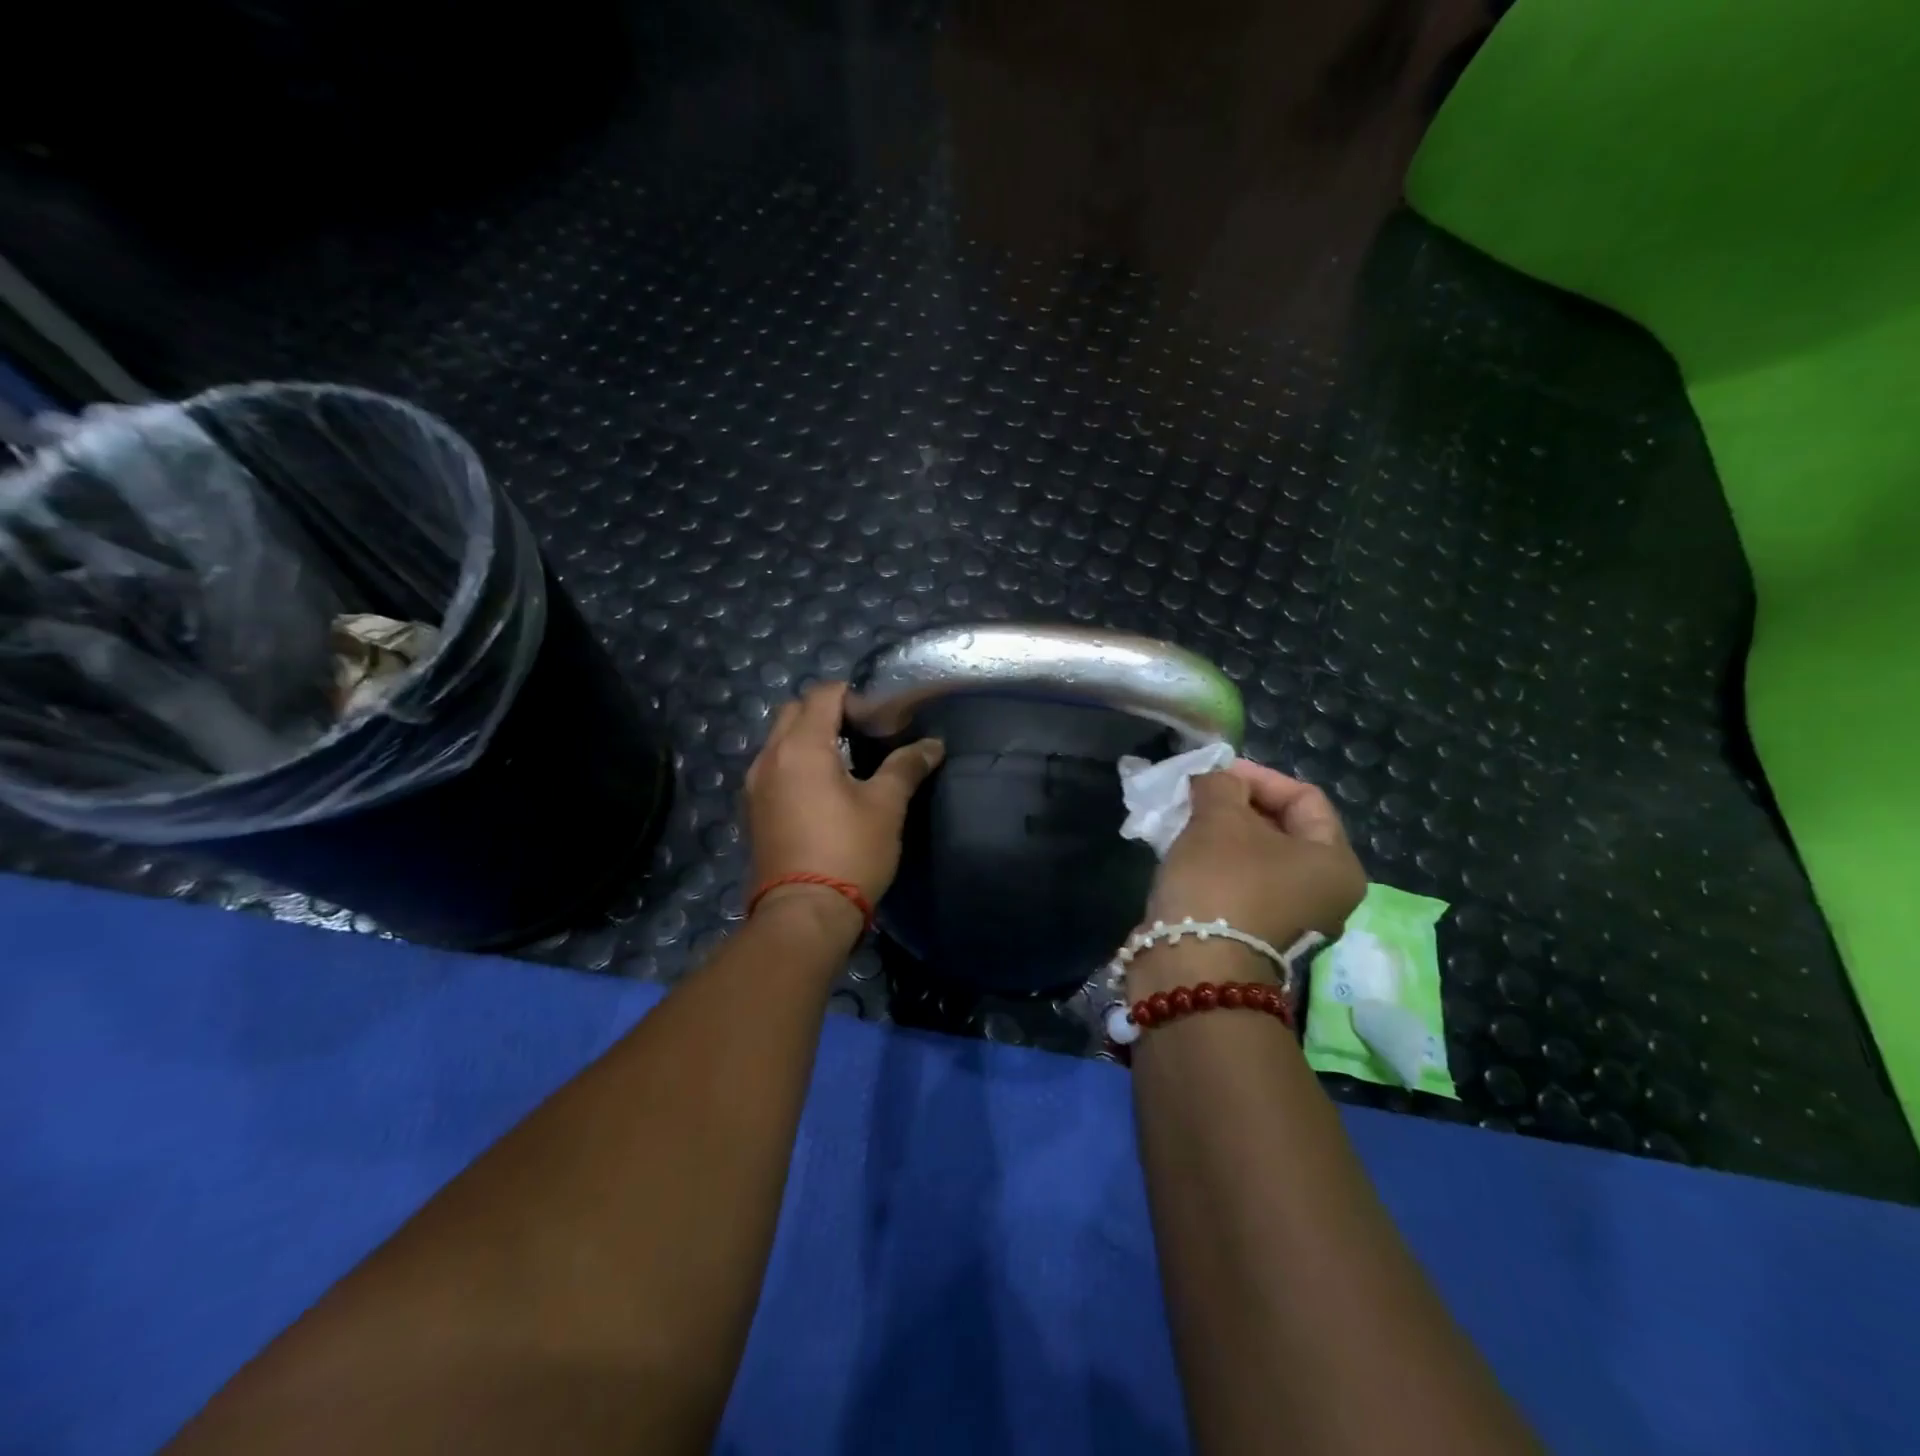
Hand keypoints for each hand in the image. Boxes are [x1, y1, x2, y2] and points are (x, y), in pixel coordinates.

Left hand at [743, 682, 944, 928]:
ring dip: (808, 738)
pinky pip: (773, 768)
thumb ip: (906, 766)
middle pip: (794, 711)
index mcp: (801, 746)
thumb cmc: (849, 852)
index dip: (853, 696)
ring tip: (844, 762)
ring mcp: (755, 785)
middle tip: (861, 734)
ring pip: (779, 740)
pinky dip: (794, 763)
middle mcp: (770, 757)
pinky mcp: (752, 811)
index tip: (879, 718)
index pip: (823, 694)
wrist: (804, 914)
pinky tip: (822, 791)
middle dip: (826, 711)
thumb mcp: (885, 807)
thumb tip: (932, 744)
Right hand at [1147, 760, 1366, 953]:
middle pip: (1282, 827)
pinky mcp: (1254, 933)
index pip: (1304, 797)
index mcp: (1336, 863)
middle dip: (1236, 804)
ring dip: (1221, 832)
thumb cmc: (1221, 881)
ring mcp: (1290, 917)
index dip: (1258, 776)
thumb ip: (1221, 783)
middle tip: (1198, 793)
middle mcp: (1324, 893)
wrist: (1192, 965)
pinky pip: (1240, 881)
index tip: (1214, 771)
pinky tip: (1185, 850)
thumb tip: (1216, 778)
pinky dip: (1216, 861)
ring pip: (1256, 856)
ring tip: (1186, 818)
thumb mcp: (1220, 817)